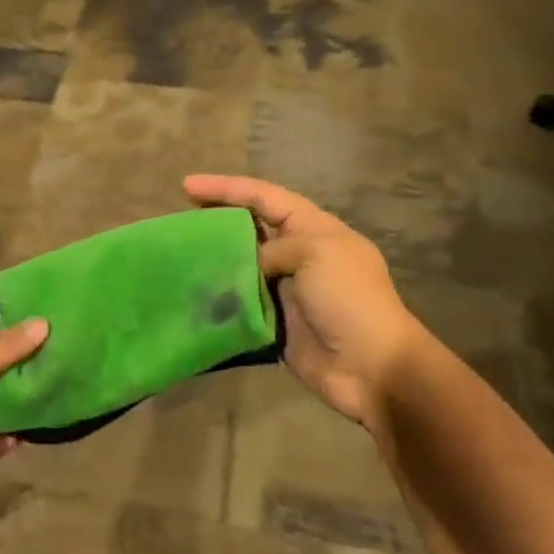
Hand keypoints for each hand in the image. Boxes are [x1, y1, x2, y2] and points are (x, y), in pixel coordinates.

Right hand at [185, 174, 427, 430]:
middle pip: (250, 226)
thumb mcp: (316, 253)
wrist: (372, 368)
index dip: (227, 188)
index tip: (187, 185)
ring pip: (242, 263)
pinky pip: (241, 301)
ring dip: (215, 258)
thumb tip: (250, 267)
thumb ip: (273, 248)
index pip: (265, 197)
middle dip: (217, 218)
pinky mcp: (275, 321)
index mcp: (314, 228)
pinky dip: (220, 295)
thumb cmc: (349, 299)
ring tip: (181, 253)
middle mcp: (298, 253)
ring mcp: (286, 288)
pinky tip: (195, 291)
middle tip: (181, 218)